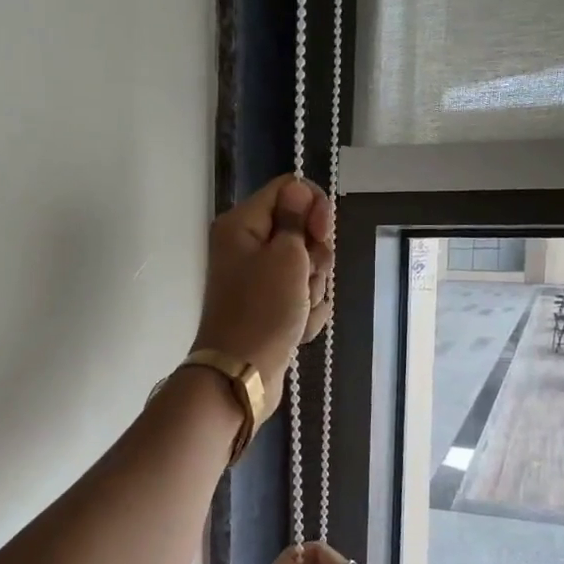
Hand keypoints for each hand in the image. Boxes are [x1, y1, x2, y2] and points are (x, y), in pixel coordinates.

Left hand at [194, 175, 333, 409]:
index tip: (321, 233)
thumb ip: (296, 219)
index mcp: (242, 224)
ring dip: (312, 289)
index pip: (289, 189)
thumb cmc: (263, 311)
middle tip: (306, 278)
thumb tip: (298, 190)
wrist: (243, 374)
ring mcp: (259, 280)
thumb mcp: (286, 257)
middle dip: (315, 257)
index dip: (313, 206)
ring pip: (306, 267)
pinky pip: (302, 297)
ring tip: (298, 310)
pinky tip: (298, 329)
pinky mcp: (270, 307)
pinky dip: (306, 312)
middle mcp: (247, 247)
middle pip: (301, 230)